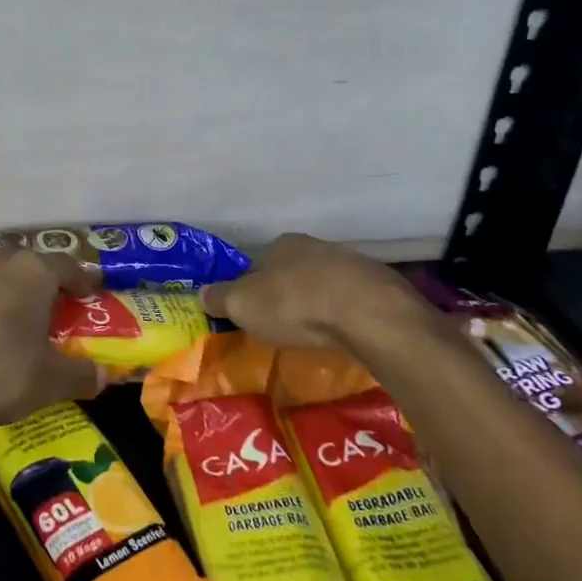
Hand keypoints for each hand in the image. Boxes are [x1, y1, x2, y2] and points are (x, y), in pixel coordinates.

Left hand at [0, 248, 107, 447]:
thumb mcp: (50, 382)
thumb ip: (81, 375)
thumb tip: (103, 377)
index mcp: (33, 271)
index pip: (67, 265)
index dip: (81, 279)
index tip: (89, 292)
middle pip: (26, 263)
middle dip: (39, 282)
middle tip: (48, 306)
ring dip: (1, 286)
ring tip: (6, 313)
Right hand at [203, 234, 438, 353]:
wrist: (368, 314)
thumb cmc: (295, 305)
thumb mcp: (243, 305)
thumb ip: (220, 298)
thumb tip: (201, 293)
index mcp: (281, 245)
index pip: (259, 264)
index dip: (252, 288)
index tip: (252, 313)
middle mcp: (316, 246)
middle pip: (293, 272)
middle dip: (287, 295)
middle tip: (283, 325)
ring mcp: (352, 264)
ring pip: (326, 285)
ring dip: (319, 305)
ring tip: (315, 334)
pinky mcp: (381, 287)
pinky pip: (354, 301)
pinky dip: (346, 316)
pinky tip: (344, 335)